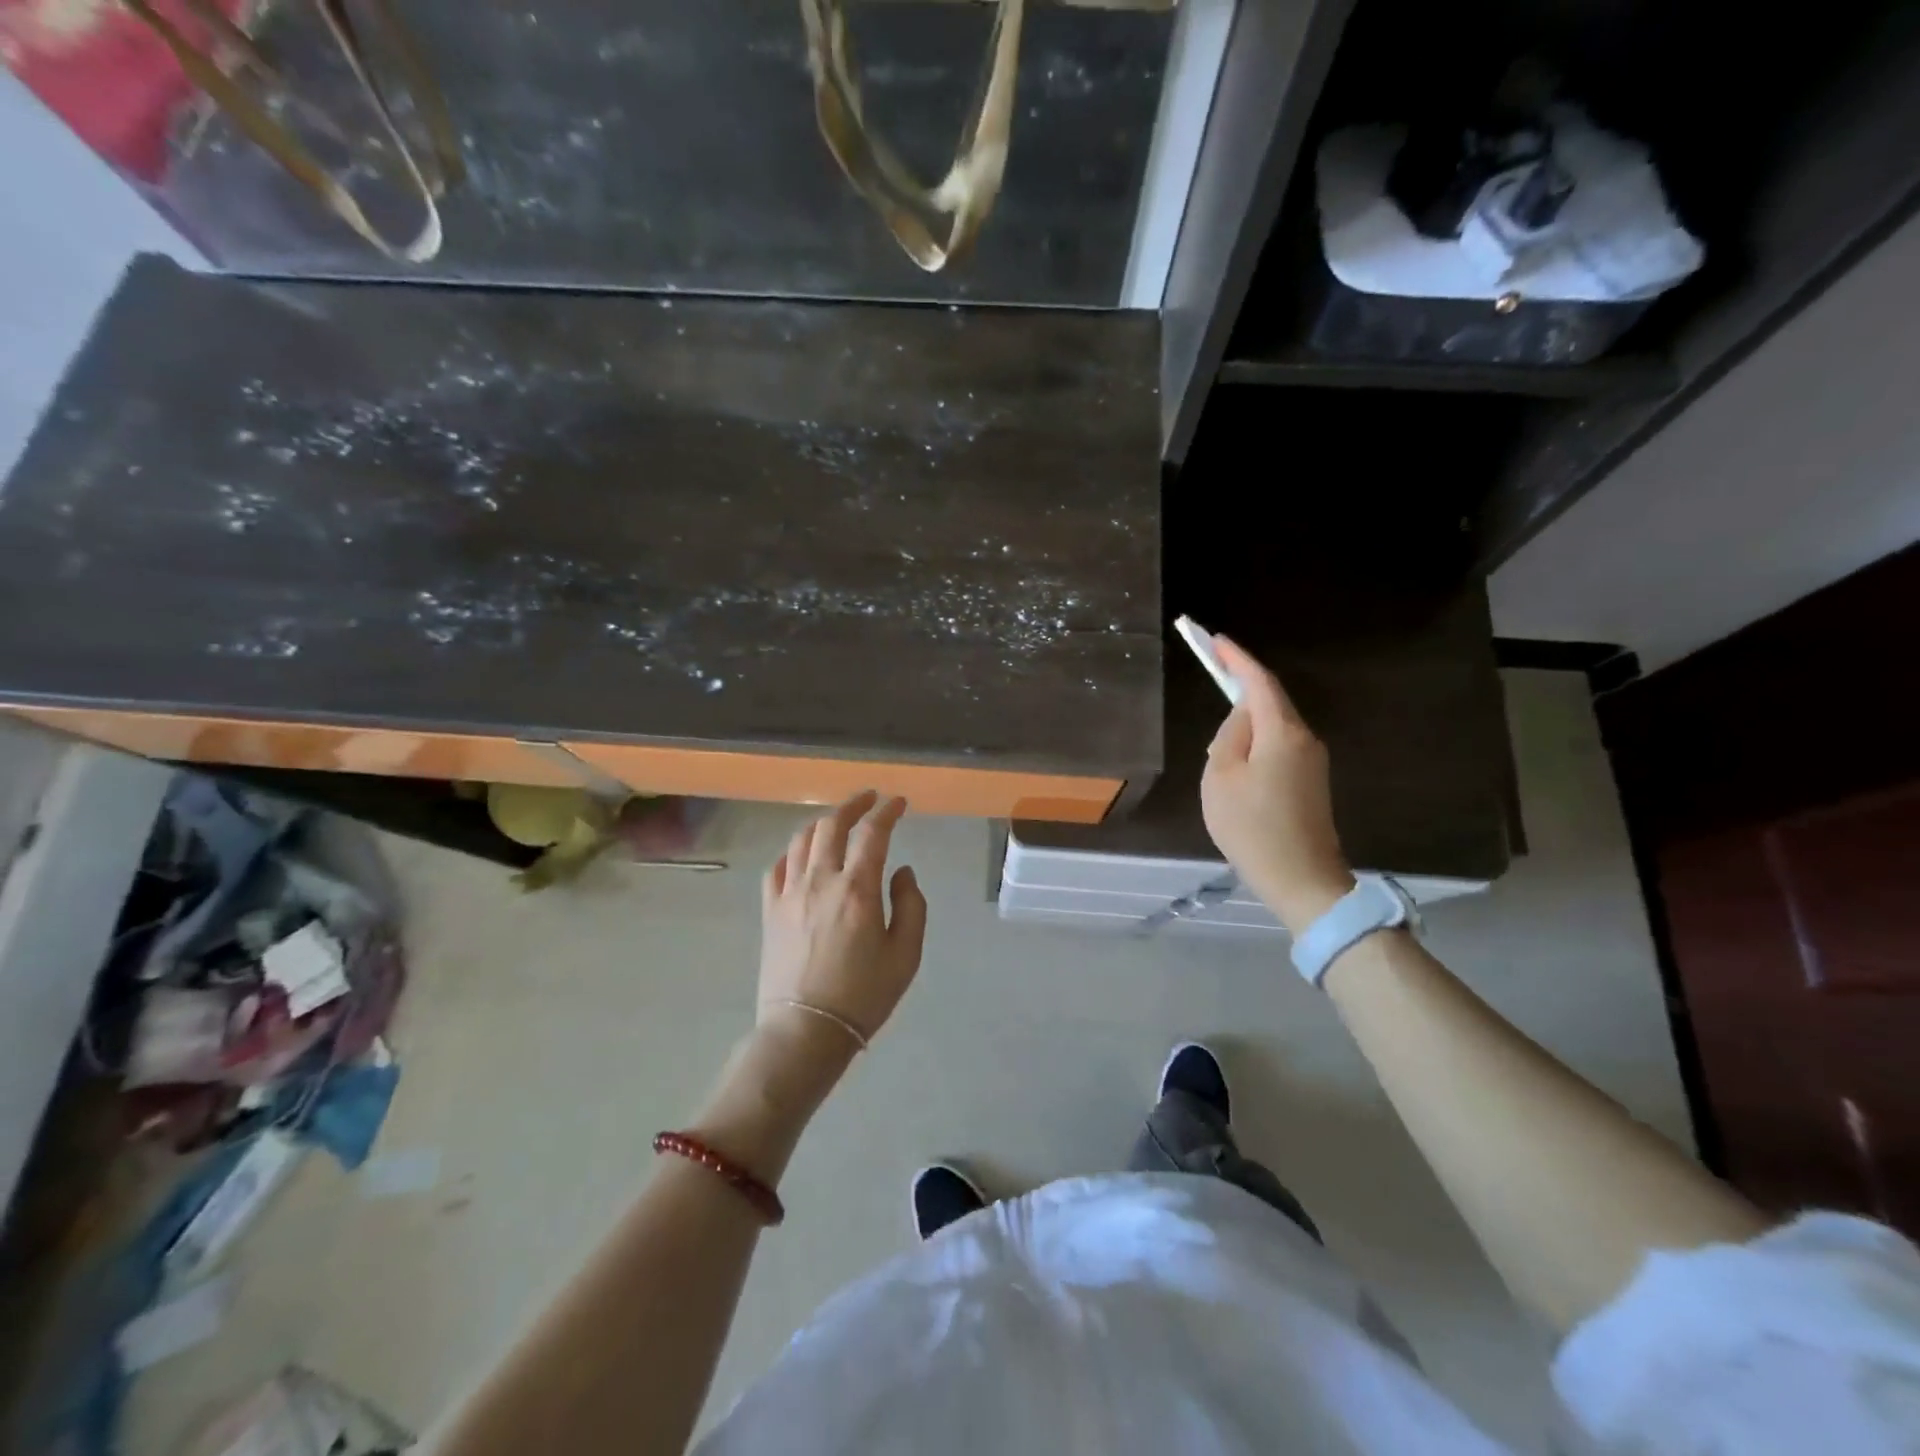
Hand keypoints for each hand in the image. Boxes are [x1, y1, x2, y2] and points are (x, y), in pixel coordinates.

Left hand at [757, 791, 927, 1051]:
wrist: (805, 1031)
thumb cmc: (863, 996)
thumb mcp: (905, 955)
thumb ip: (911, 906)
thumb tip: (902, 872)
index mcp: (857, 889)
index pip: (872, 833)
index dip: (887, 811)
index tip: (898, 802)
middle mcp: (820, 880)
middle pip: (832, 825)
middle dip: (853, 805)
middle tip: (869, 799)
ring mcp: (789, 893)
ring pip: (802, 839)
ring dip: (823, 822)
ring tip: (838, 822)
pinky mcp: (770, 910)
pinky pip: (777, 866)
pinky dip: (793, 851)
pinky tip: (803, 855)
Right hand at [1199, 636, 1354, 934]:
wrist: (1302, 879)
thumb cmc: (1252, 827)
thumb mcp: (1221, 778)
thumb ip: (1229, 738)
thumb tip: (1241, 719)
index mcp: (1282, 732)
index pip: (1259, 682)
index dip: (1237, 659)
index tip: (1216, 640)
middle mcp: (1305, 739)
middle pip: (1271, 701)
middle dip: (1242, 684)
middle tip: (1214, 671)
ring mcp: (1313, 762)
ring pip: (1275, 726)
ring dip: (1247, 719)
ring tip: (1218, 736)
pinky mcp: (1311, 782)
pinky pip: (1280, 746)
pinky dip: (1258, 741)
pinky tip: (1238, 761)